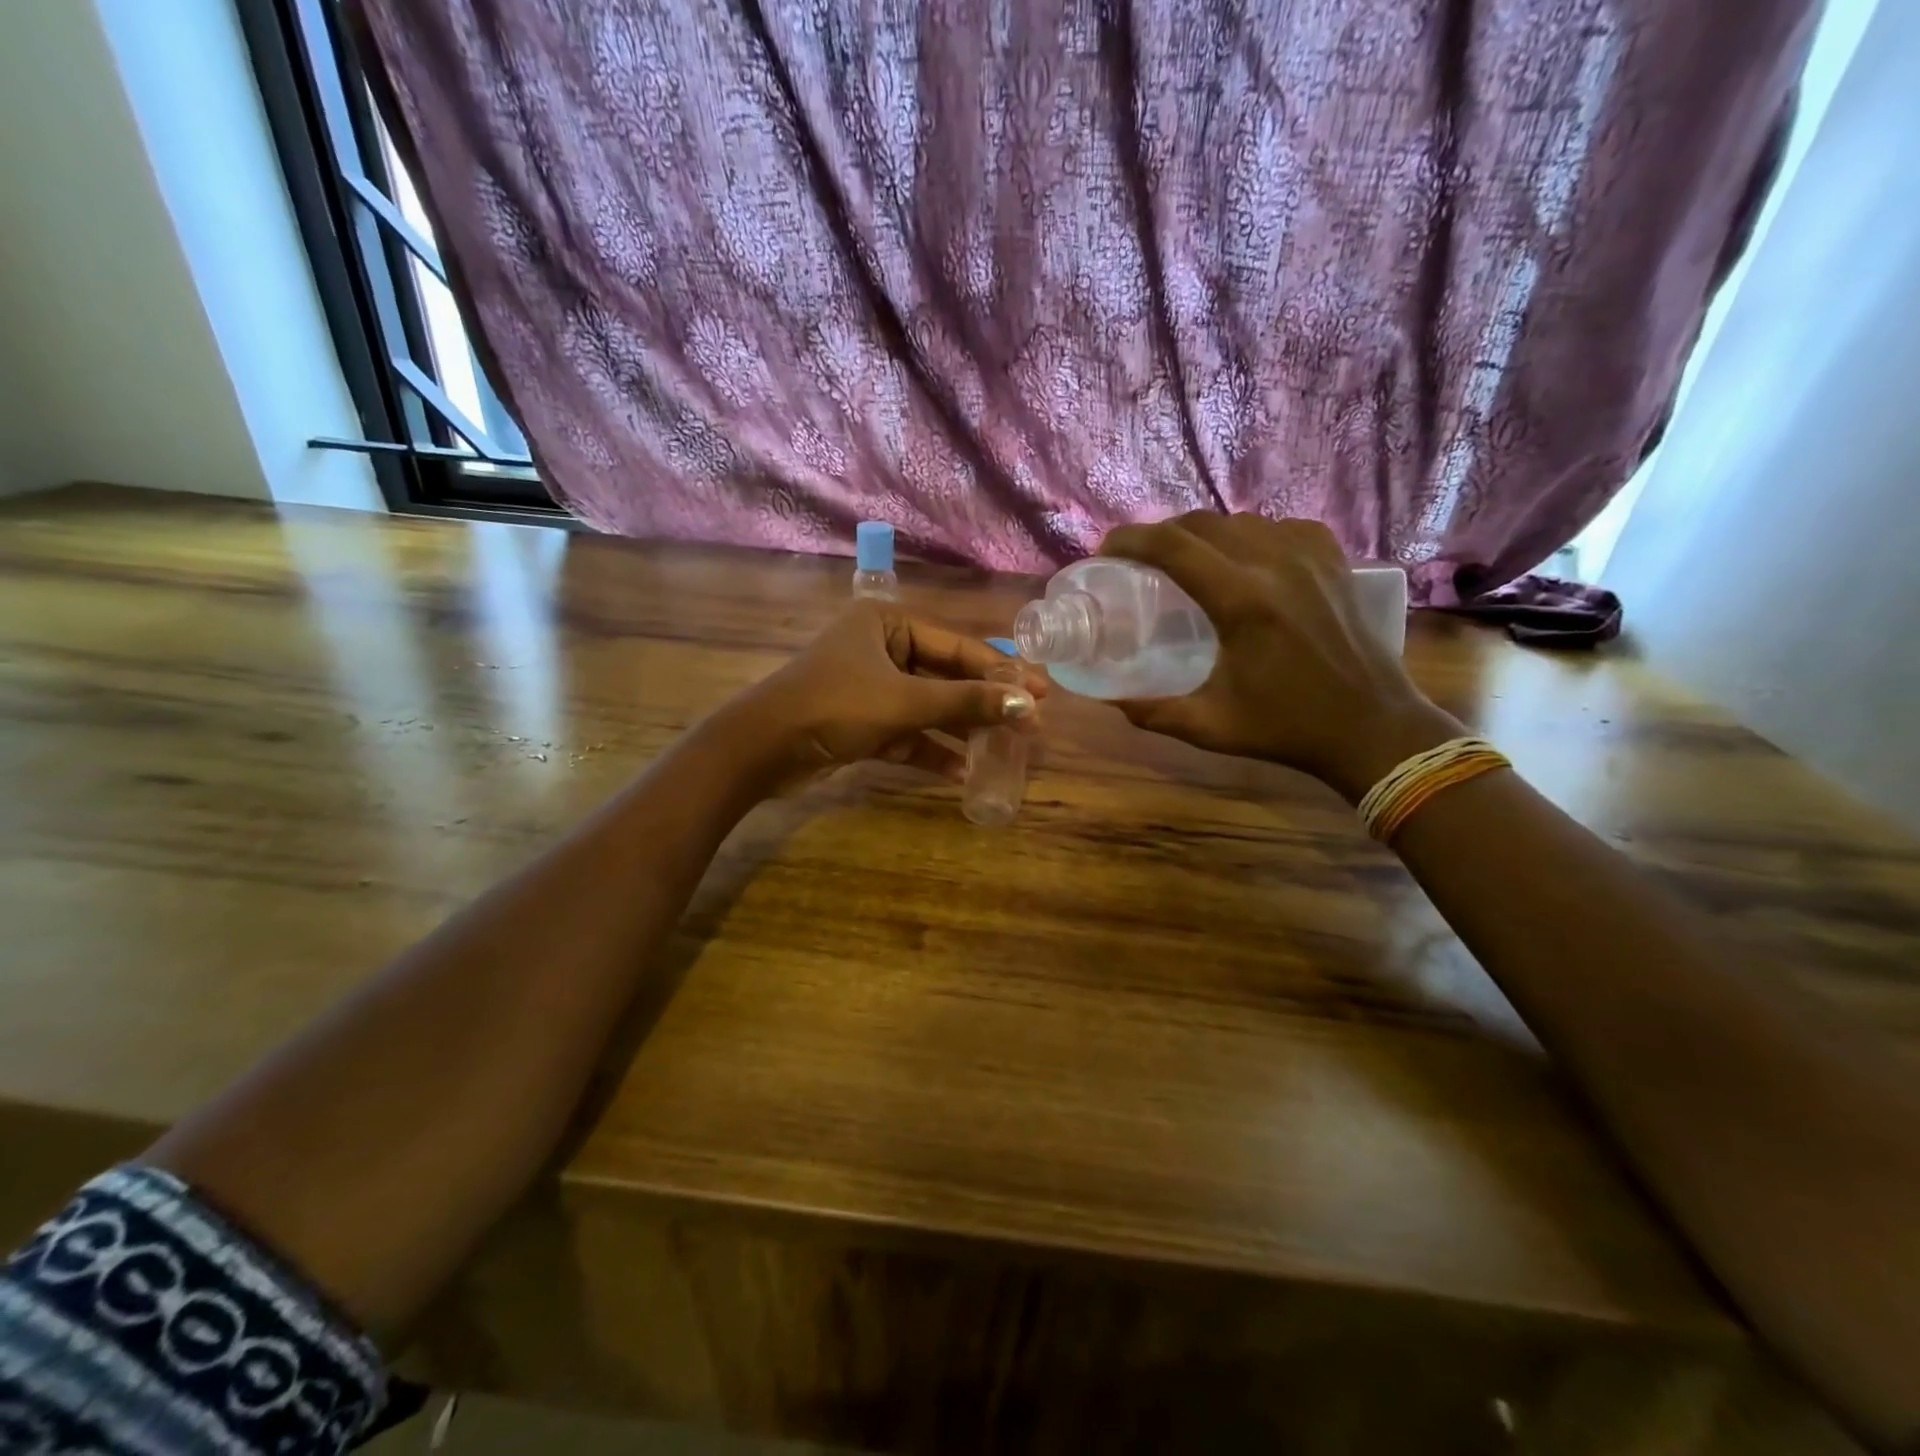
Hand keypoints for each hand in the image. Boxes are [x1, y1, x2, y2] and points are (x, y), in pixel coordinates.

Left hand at [734, 601, 1044, 789]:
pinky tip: (962, 772)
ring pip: (928, 707)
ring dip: (961, 729)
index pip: (956, 646)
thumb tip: (1027, 705)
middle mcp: (881, 649)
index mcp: (887, 623)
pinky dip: (931, 750)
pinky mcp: (862, 722)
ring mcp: (870, 688)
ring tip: (1005, 749)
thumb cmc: (834, 706)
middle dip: (984, 703)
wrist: (761, 750)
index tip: (1041, 693)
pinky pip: (907, 733)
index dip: (1000, 671)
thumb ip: (965, 703)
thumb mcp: (904, 702)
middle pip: (945, 676)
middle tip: (1030, 723)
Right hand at [1098, 512, 1456, 800]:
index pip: (1172, 547)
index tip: (1106, 552)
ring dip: (1202, 534)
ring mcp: (1310, 557)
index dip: (1131, 540)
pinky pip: (1280, 527)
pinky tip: (1243, 559)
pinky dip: (1250, 535)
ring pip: (1240, 521)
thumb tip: (1109, 699)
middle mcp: (1275, 564)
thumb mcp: (1209, 727)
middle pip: (1201, 524)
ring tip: (1185, 560)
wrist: (1372, 727)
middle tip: (1139, 560)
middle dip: (1160, 535)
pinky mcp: (1333, 560)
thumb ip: (1152, 712)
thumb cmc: (1287, 729)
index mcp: (1242, 601)